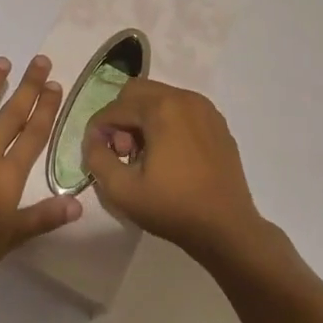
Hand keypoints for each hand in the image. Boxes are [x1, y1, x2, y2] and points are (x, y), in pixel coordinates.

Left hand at [0, 55, 79, 297]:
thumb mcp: (11, 239)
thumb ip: (43, 217)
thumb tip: (77, 204)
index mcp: (6, 175)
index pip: (33, 135)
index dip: (46, 109)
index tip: (55, 84)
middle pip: (10, 114)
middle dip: (27, 87)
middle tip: (39, 61)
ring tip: (1, 62)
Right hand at [81, 79, 265, 262]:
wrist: (228, 229)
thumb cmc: (173, 208)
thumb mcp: (122, 190)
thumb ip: (96, 158)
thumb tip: (94, 140)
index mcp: (162, 107)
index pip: (115, 107)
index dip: (99, 129)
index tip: (97, 154)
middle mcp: (184, 97)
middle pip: (137, 92)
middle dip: (122, 118)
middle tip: (123, 152)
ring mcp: (205, 108)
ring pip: (159, 98)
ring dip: (143, 120)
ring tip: (145, 156)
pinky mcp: (217, 123)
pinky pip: (181, 110)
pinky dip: (166, 123)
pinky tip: (169, 156)